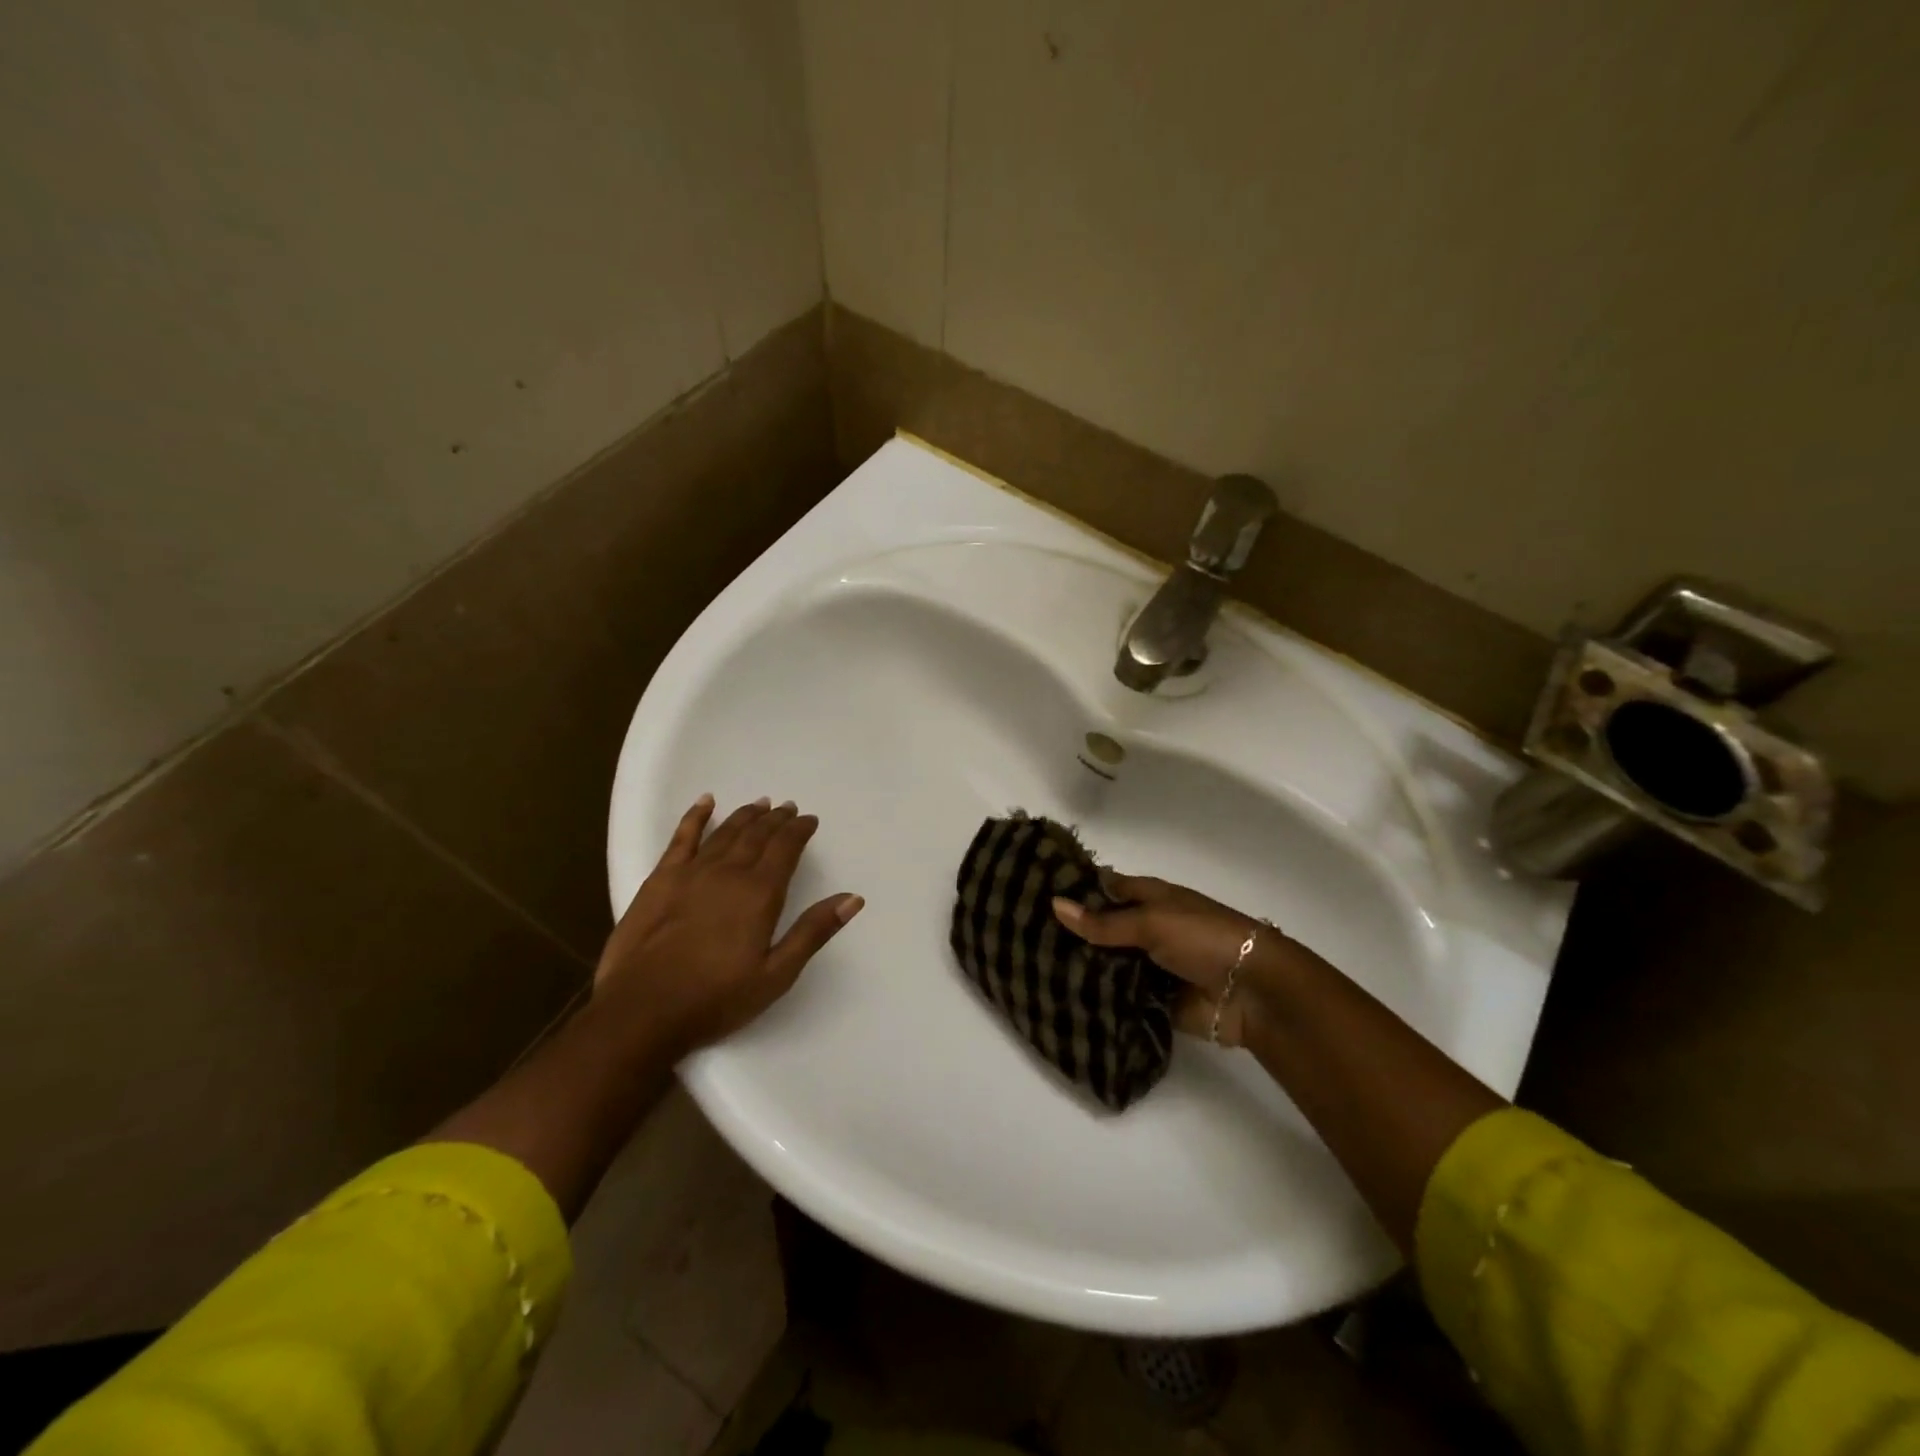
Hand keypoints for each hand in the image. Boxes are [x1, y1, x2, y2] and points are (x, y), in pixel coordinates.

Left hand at [595, 795, 862, 1056]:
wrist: (642, 1011)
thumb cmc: (716, 999)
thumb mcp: (776, 974)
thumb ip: (813, 932)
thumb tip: (852, 898)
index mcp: (760, 893)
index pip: (786, 848)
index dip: (799, 830)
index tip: (810, 820)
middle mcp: (728, 872)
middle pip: (757, 835)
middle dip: (776, 819)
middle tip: (788, 808)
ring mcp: (691, 872)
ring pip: (726, 832)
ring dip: (746, 815)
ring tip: (760, 804)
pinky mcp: (660, 879)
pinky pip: (682, 837)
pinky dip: (695, 816)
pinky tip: (705, 802)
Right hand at [1052, 875, 1296, 1048]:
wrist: (1252, 992)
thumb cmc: (1204, 938)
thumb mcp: (1151, 922)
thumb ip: (1103, 922)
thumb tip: (1055, 904)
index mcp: (1151, 898)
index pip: (1106, 887)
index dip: (1076, 887)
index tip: (1034, 890)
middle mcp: (1147, 928)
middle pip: (1102, 928)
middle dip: (1071, 933)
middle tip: (1023, 935)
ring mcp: (1149, 965)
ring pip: (1107, 963)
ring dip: (1081, 967)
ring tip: (1032, 968)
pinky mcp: (1152, 1000)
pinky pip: (1118, 997)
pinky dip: (1098, 998)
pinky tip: (1061, 998)